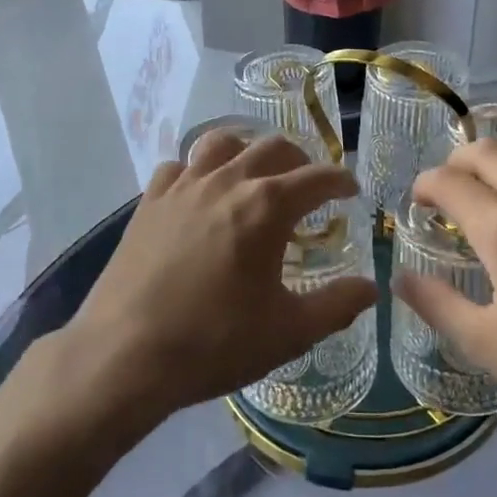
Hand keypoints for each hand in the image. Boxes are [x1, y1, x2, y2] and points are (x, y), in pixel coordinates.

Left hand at [62, 131, 376, 422]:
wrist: (125, 354)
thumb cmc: (214, 342)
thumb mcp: (288, 332)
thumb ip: (336, 305)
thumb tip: (371, 288)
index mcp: (266, 206)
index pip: (316, 177)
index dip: (340, 180)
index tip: (351, 188)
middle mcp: (227, 181)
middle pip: (272, 147)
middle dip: (299, 160)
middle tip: (308, 184)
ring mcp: (183, 185)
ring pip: (222, 142)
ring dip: (247, 151)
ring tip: (254, 174)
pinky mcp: (149, 200)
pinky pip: (179, 166)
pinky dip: (198, 170)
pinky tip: (199, 193)